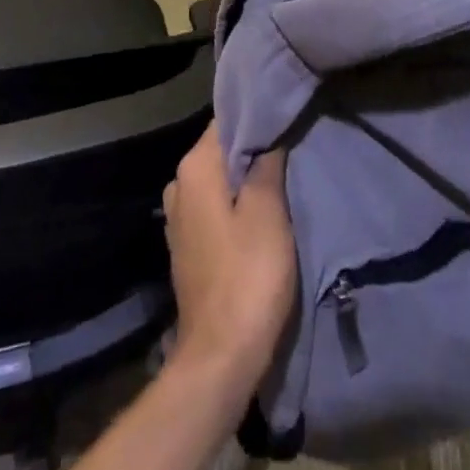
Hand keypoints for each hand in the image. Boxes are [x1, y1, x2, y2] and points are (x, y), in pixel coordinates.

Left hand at [162, 125, 295, 389]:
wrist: (220, 356)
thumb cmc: (248, 274)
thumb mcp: (267, 211)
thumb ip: (266, 163)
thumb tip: (267, 130)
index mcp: (194, 168)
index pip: (226, 120)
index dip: (256, 116)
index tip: (284, 114)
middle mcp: (178, 184)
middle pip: (221, 150)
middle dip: (253, 147)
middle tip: (291, 145)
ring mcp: (179, 217)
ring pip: (218, 179)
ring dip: (245, 178)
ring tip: (281, 177)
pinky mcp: (187, 245)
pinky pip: (213, 206)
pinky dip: (234, 203)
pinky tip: (260, 212)